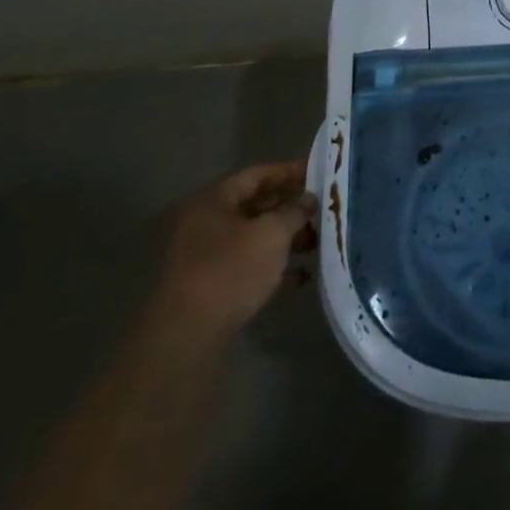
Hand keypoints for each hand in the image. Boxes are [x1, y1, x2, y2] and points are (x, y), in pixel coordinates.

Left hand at [153, 161, 317, 339]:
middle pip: (254, 207)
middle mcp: (204, 225)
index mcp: (212, 201)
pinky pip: (248, 267)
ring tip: (317, 242)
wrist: (187, 338)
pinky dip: (274, 267)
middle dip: (290, 208)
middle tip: (321, 209)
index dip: (288, 172)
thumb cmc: (230, 270)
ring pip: (253, 238)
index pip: (256, 175)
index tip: (318, 174)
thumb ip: (294, 211)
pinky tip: (302, 276)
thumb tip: (309, 199)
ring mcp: (205, 258)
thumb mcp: (271, 234)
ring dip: (285, 239)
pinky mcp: (211, 289)